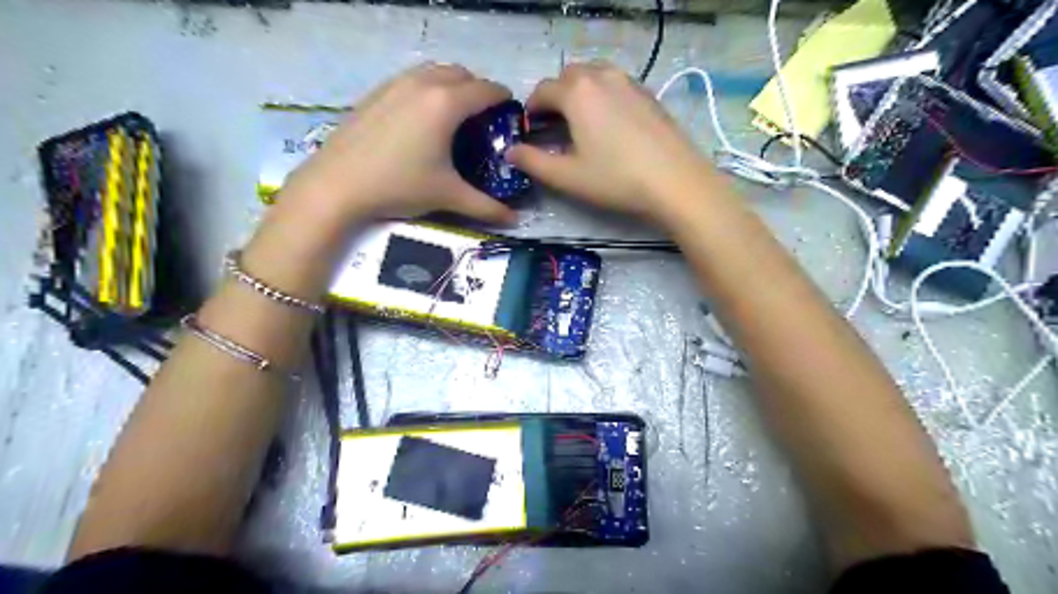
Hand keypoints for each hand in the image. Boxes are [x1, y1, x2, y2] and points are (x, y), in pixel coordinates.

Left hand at [275, 61, 516, 224]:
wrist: (337, 184)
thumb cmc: (399, 186)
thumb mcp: (448, 196)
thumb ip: (486, 207)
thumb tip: (515, 220)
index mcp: (446, 103)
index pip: (486, 89)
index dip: (504, 99)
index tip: (511, 115)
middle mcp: (423, 83)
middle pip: (462, 73)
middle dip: (478, 90)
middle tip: (483, 118)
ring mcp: (395, 84)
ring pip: (434, 71)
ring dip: (451, 85)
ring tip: (454, 116)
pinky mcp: (375, 92)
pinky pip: (411, 78)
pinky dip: (426, 88)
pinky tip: (421, 119)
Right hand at [505, 63, 718, 224]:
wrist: (675, 181)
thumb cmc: (615, 179)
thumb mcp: (567, 176)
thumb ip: (533, 162)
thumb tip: (510, 152)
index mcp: (577, 92)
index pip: (542, 90)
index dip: (531, 109)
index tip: (530, 130)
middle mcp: (602, 76)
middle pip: (568, 76)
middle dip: (555, 96)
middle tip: (554, 126)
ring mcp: (629, 82)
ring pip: (594, 76)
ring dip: (580, 93)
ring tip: (581, 123)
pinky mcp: (648, 94)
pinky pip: (616, 85)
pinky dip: (603, 96)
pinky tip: (609, 125)